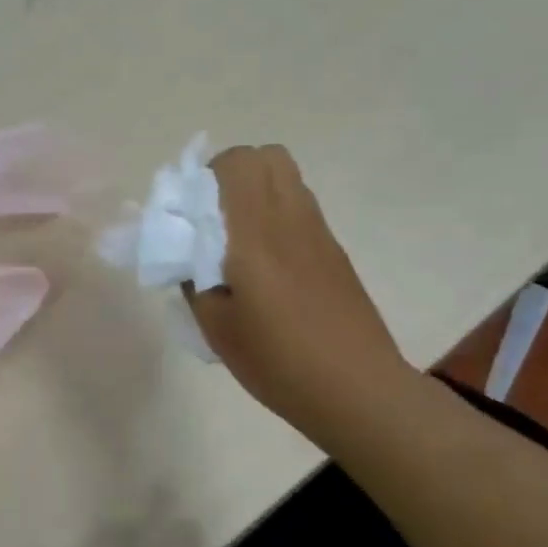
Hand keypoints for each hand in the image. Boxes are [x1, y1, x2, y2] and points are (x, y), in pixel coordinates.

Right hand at [186, 145, 409, 435]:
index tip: (191, 210)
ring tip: (238, 238)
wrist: (358, 390)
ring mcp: (319, 233)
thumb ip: (194, 279)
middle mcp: (290, 219)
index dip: (207, 174)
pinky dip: (277, 214)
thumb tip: (190, 255)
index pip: (237, 163)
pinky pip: (301, 207)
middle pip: (267, 156)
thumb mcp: (216, 326)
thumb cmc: (277, 361)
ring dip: (257, 191)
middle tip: (213, 215)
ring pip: (288, 178)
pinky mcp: (335, 251)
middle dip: (232, 173)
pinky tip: (267, 263)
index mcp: (256, 233)